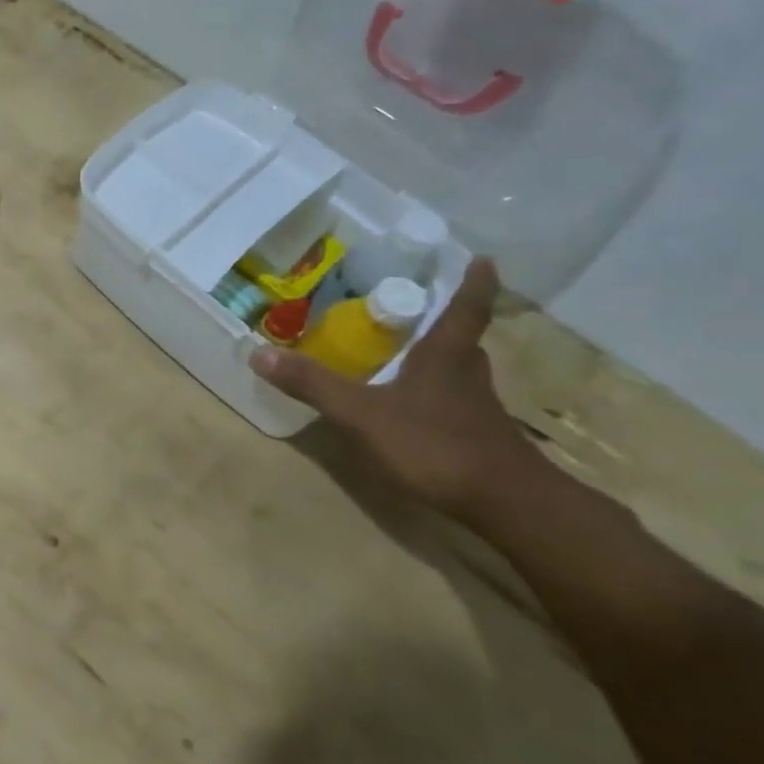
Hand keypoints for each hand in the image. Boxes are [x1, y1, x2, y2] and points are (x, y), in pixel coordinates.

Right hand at [249, 259, 545, 521]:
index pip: (467, 307)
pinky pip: (453, 400)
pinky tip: (411, 405)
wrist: (505, 504)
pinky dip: (434, 392)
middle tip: (416, 306)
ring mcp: (476, 407)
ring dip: (438, 357)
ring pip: (457, 370)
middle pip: (461, 338)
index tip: (482, 259)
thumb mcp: (362, 414)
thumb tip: (258, 352)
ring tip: (407, 350)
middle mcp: (467, 373)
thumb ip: (313, 385)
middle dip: (443, 321)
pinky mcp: (477, 435)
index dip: (474, 282)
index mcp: (446, 355)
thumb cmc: (435, 444)